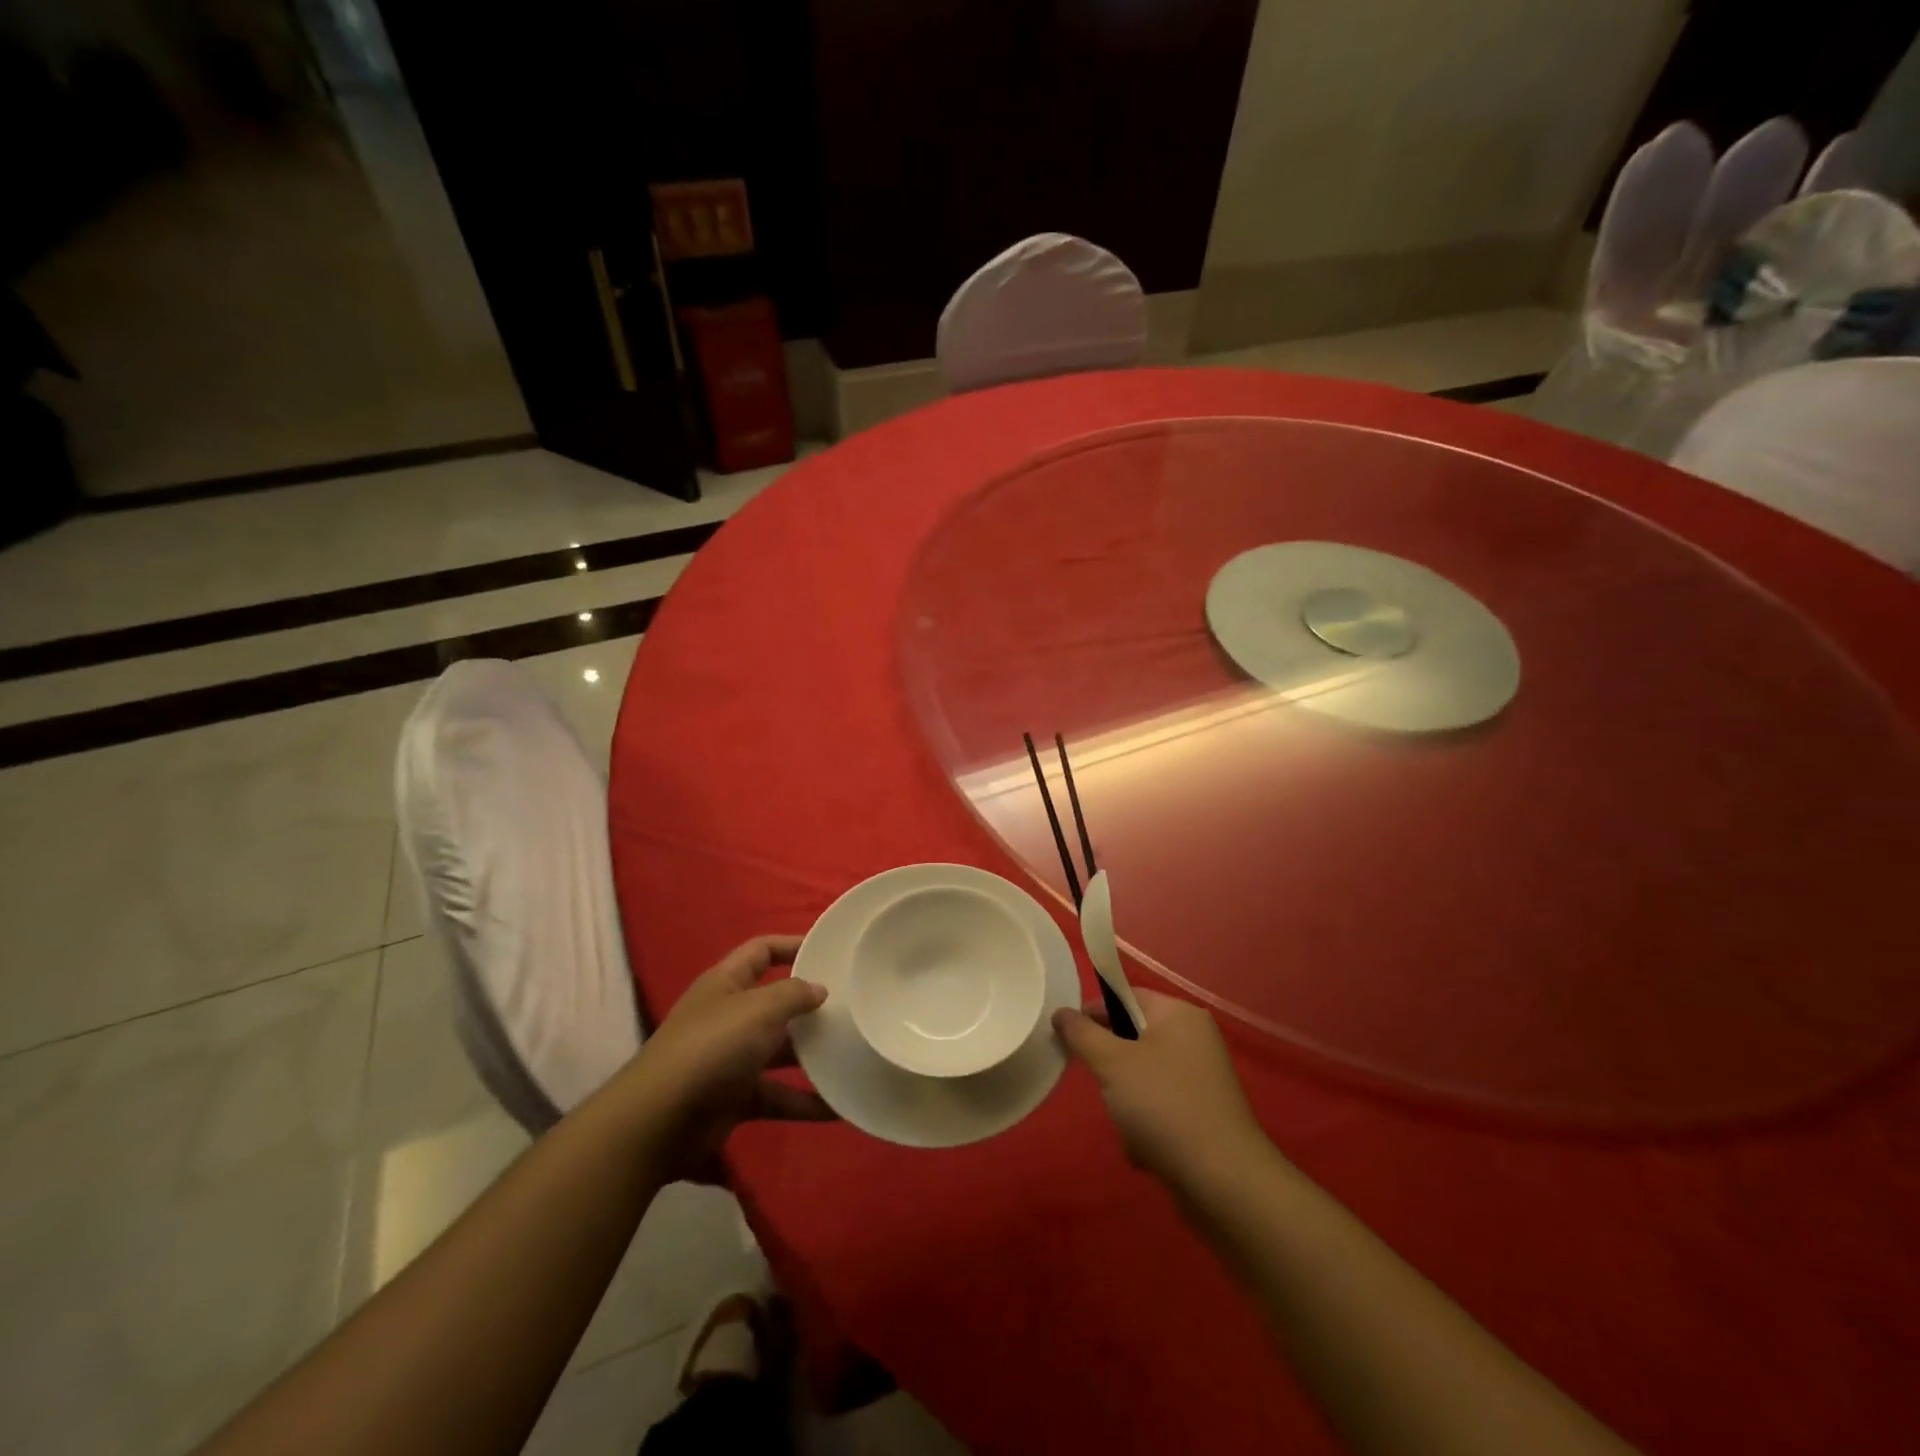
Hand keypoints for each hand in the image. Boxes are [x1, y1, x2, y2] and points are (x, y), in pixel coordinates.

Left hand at [628, 936, 833, 1179]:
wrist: (658, 1122)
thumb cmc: (712, 1048)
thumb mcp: (759, 1009)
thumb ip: (794, 994)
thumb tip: (819, 989)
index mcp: (726, 983)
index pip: (762, 951)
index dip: (792, 945)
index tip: (829, 951)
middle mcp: (728, 1016)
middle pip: (775, 1003)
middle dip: (810, 1007)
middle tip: (852, 1007)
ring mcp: (731, 1059)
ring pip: (780, 1052)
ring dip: (813, 1056)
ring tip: (854, 1055)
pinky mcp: (735, 1099)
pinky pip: (778, 1095)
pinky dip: (804, 1102)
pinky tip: (838, 1108)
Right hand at [1054, 989, 1267, 1189]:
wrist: (1225, 1182)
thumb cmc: (1164, 1106)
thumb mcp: (1112, 1063)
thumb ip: (1082, 1034)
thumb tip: (1061, 1012)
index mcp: (1179, 1014)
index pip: (1126, 996)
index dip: (1093, 1013)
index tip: (1068, 1039)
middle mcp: (1194, 1039)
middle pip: (1132, 1038)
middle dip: (1111, 1067)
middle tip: (1102, 1087)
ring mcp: (1201, 1079)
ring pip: (1141, 1077)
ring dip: (1125, 1103)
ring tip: (1129, 1127)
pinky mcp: (1203, 1115)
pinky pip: (1159, 1108)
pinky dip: (1145, 1126)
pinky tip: (1145, 1150)